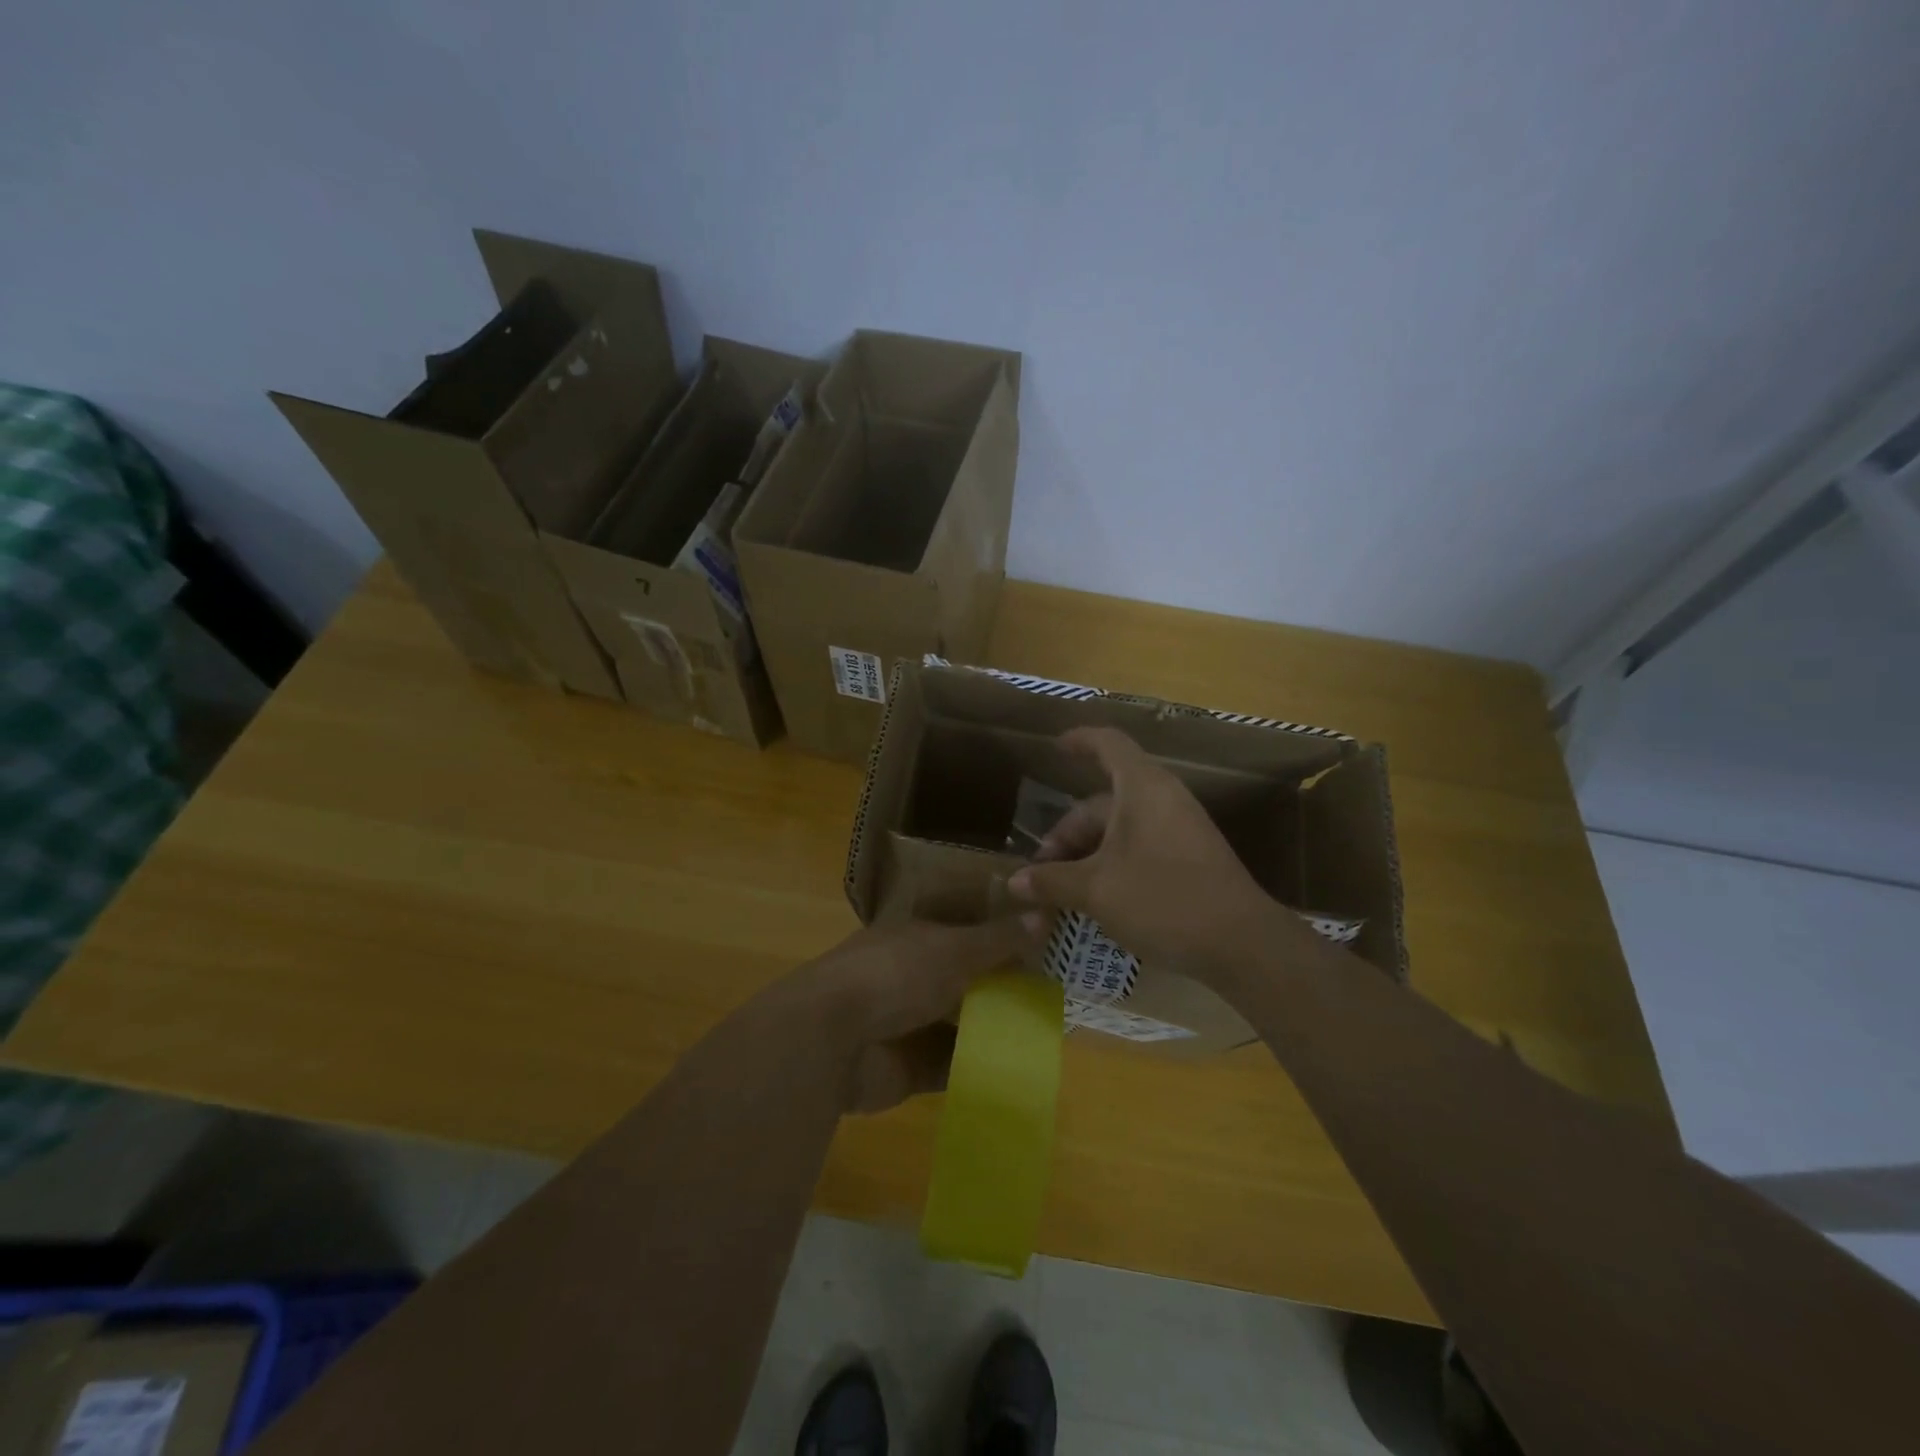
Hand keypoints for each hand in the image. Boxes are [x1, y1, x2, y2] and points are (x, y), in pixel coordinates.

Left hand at [786, 918, 1032, 1113]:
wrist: (831, 1039)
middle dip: (1004, 987)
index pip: (966, 933)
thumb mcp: (953, 949)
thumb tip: (1045, 913)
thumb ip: (999, 939)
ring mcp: (908, 1024)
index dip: (1002, 938)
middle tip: (1056, 996)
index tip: (1047, 948)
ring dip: (994, 1029)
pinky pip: (951, 1067)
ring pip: (960, 1024)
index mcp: (916, 938)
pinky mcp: (908, 1069)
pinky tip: (1018, 1070)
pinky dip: (978, 1069)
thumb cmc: (894, 975)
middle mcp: (912, 976)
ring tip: (1046, 1034)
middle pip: (966, 980)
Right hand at [1006, 727, 1304, 989]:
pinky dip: (1110, 867)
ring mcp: (1178, 830)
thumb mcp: (1097, 890)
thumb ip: (1052, 882)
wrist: (1242, 944)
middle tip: (1039, 875)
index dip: (1080, 741)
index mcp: (1142, 788)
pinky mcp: (1188, 859)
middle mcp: (1161, 800)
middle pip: (1102, 804)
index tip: (1056, 748)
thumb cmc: (1163, 899)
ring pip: (1118, 832)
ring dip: (1084, 859)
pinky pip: (1138, 849)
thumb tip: (1015, 882)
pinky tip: (1094, 903)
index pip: (1108, 744)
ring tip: (1060, 896)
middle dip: (1065, 837)